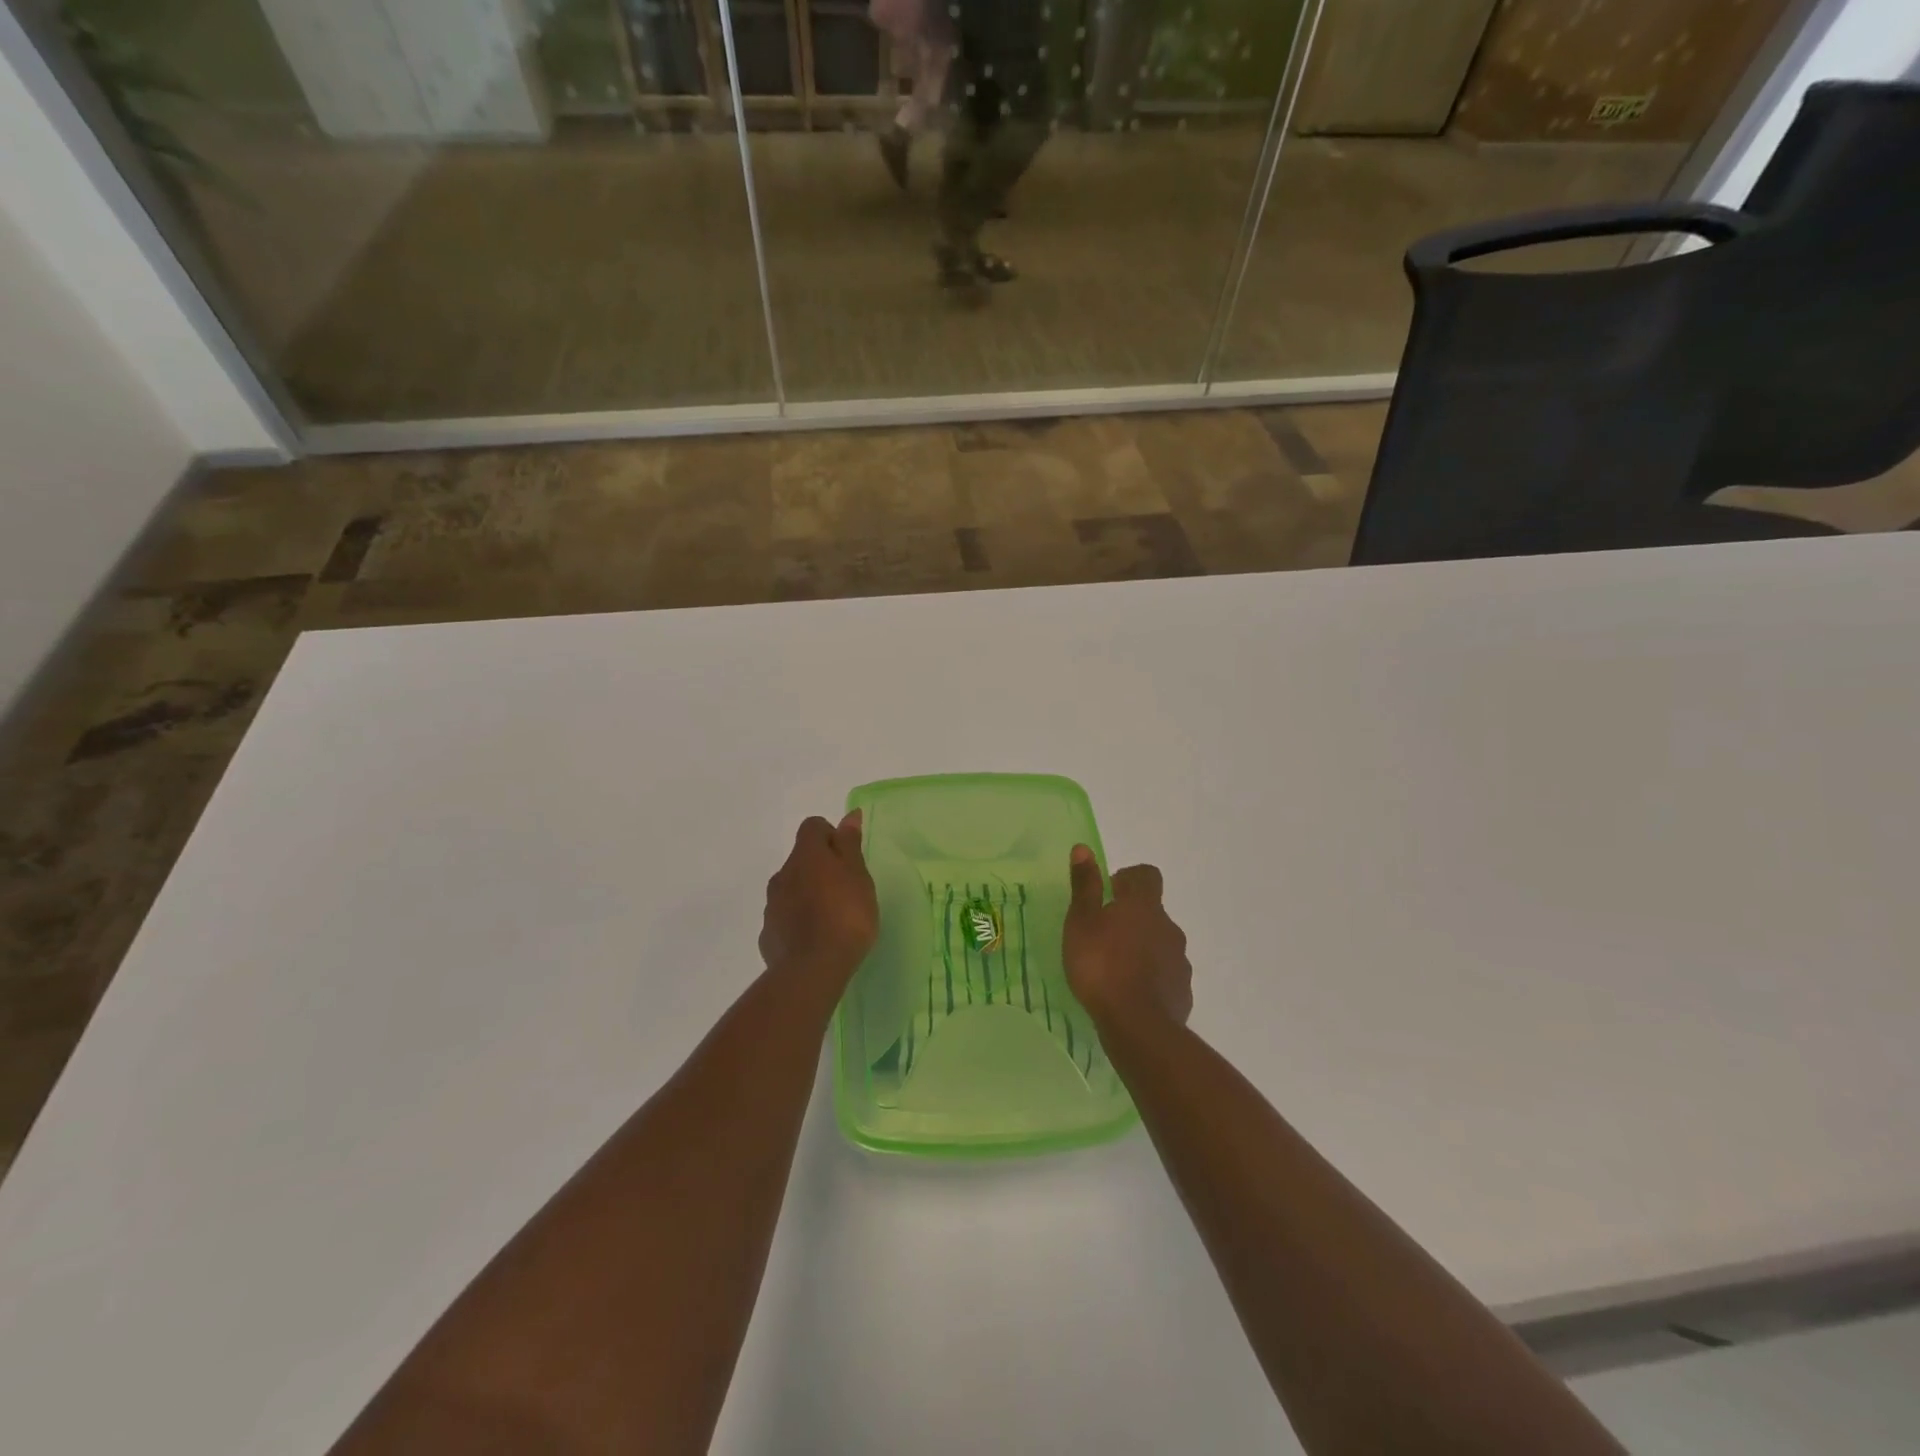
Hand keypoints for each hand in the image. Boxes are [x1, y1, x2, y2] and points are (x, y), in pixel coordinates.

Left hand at [759, 811, 878, 982]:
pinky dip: (798, 921)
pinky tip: (815, 939)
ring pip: (791, 888)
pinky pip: (785, 917)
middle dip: (821, 868)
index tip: (849, 858)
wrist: (813, 969)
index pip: (813, 827)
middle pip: (801, 859)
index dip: (831, 836)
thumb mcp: (858, 875)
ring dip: (808, 894)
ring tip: (832, 918)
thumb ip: (850, 844)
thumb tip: (849, 815)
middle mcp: (782, 874)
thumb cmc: (846, 915)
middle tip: (846, 890)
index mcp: (806, 855)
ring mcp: (771, 905)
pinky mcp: (769, 933)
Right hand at [1063, 845, 1192, 1028]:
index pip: (1147, 875)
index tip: (1109, 893)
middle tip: (1103, 936)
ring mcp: (1180, 961)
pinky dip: (1150, 978)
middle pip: (1152, 912)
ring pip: (1160, 944)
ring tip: (1115, 969)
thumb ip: (1084, 886)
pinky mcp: (1182, 991)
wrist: (1138, 1025)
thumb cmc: (1101, 965)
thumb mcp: (1081, 922)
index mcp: (1144, 905)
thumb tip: (1084, 848)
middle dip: (1131, 919)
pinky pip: (1166, 975)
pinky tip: (1130, 995)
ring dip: (1141, 949)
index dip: (1129, 879)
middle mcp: (1168, 927)